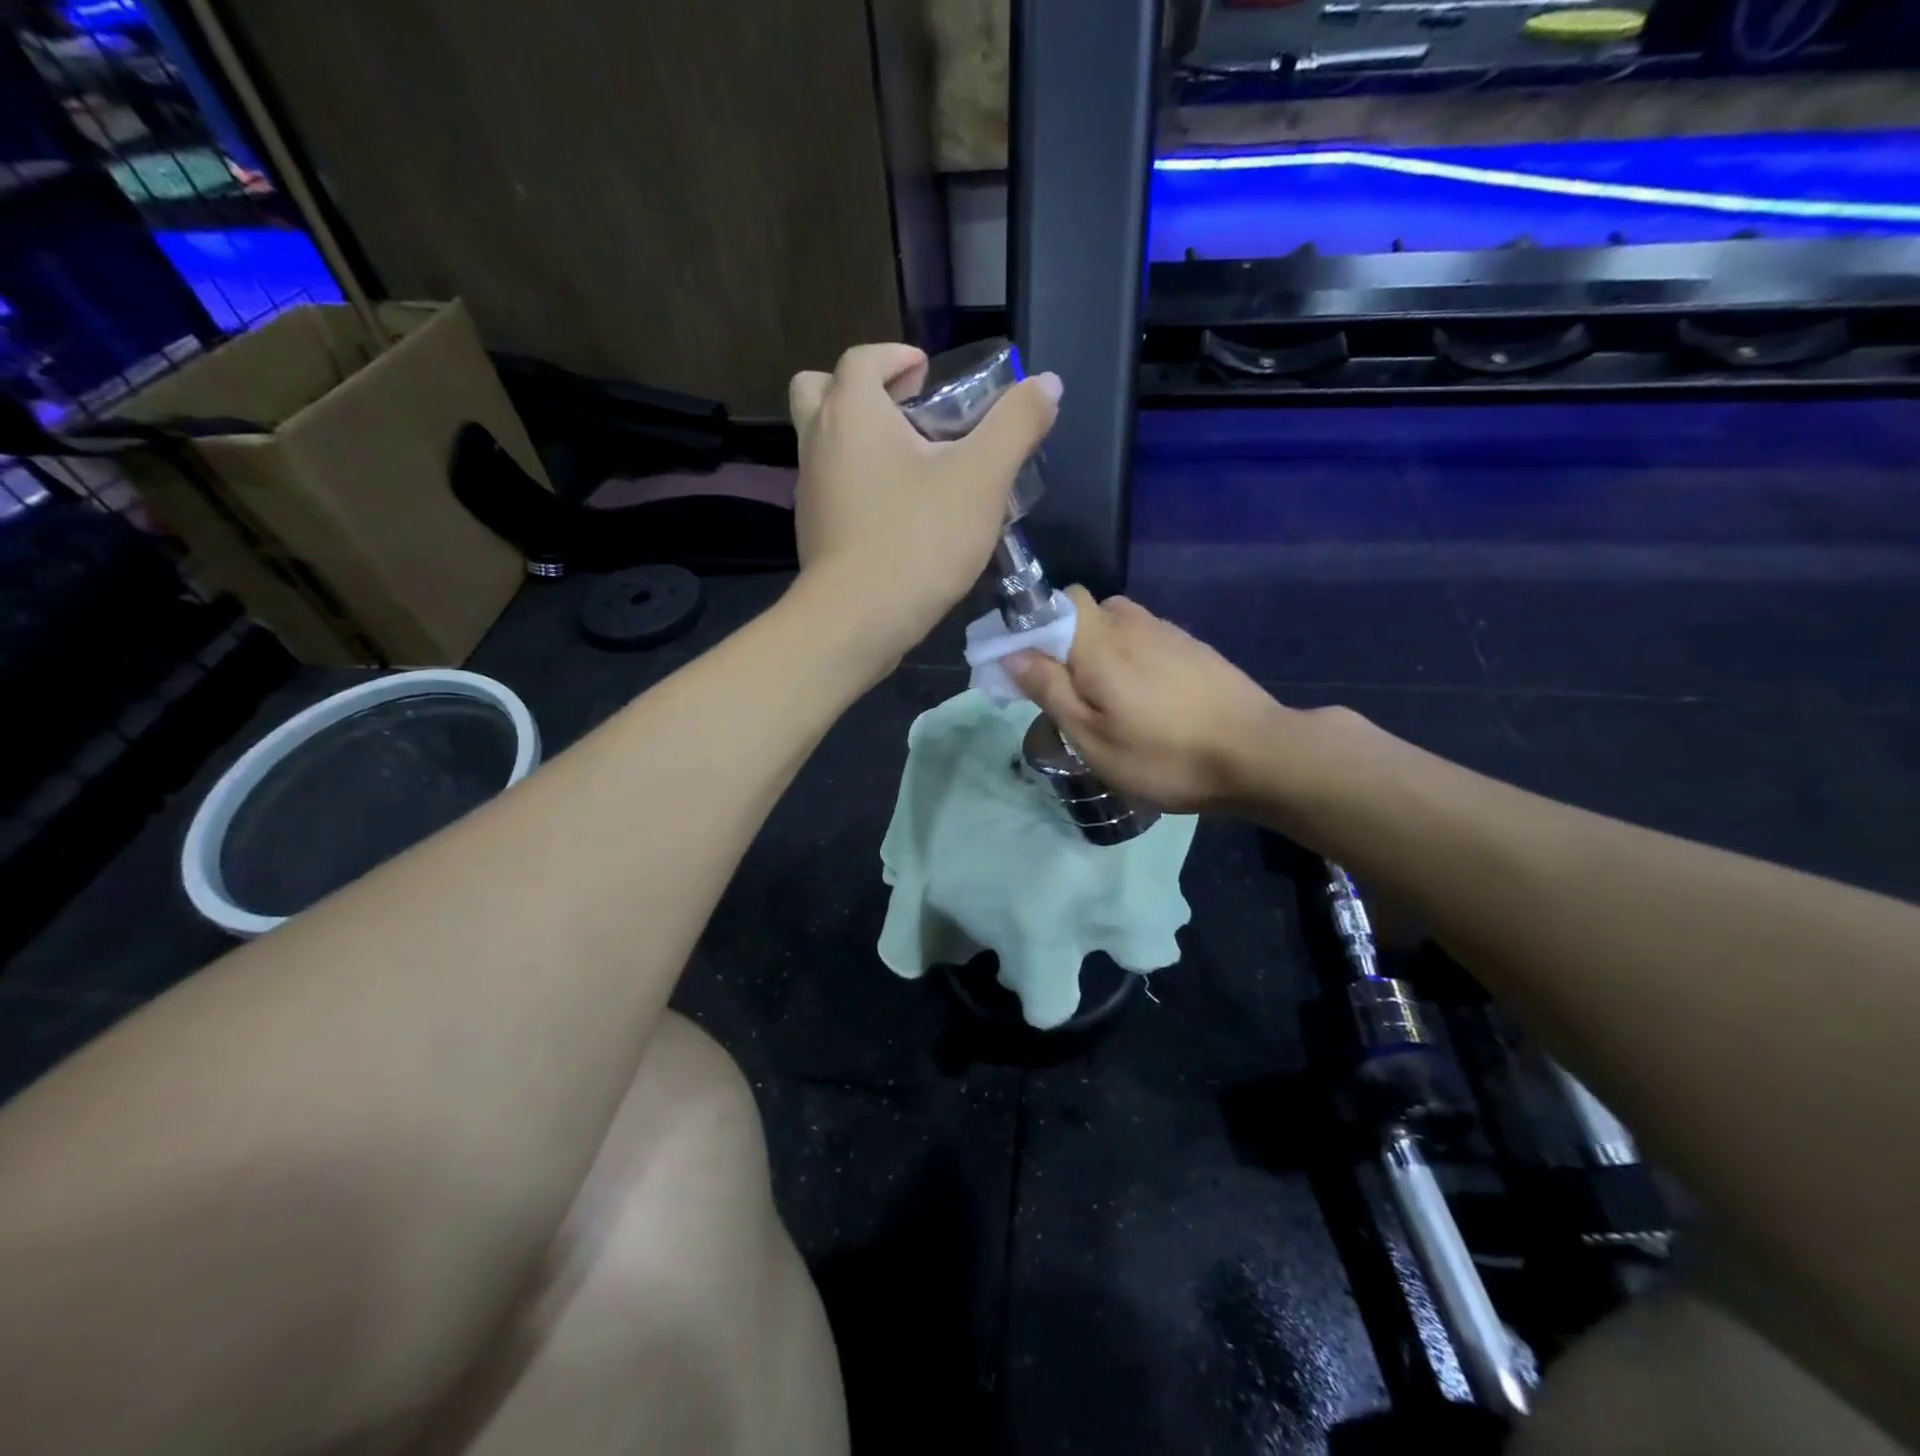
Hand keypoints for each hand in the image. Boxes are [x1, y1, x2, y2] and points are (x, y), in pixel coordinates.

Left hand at [788, 343, 1060, 669]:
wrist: (858, 619)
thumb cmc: (919, 538)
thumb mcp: (982, 478)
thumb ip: (1016, 424)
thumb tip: (1047, 383)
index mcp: (852, 412)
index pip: (863, 358)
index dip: (896, 357)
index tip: (927, 373)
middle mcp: (819, 442)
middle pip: (820, 390)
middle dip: (862, 391)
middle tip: (906, 413)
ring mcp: (810, 491)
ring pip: (824, 443)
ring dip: (859, 439)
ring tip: (912, 466)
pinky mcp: (814, 532)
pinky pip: (832, 488)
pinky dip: (857, 483)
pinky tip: (898, 514)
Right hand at [1007, 588, 1284, 813]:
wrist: (1258, 755)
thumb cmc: (1164, 755)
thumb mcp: (1092, 738)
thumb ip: (1049, 690)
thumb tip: (1011, 653)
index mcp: (1099, 641)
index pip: (1053, 601)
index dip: (1032, 625)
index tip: (1027, 665)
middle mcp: (1132, 623)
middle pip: (1085, 611)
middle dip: (1066, 640)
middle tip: (1068, 691)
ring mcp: (1168, 632)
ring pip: (1118, 624)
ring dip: (1101, 649)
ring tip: (1108, 697)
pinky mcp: (1194, 648)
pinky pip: (1147, 638)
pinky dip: (1132, 656)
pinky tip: (1146, 697)